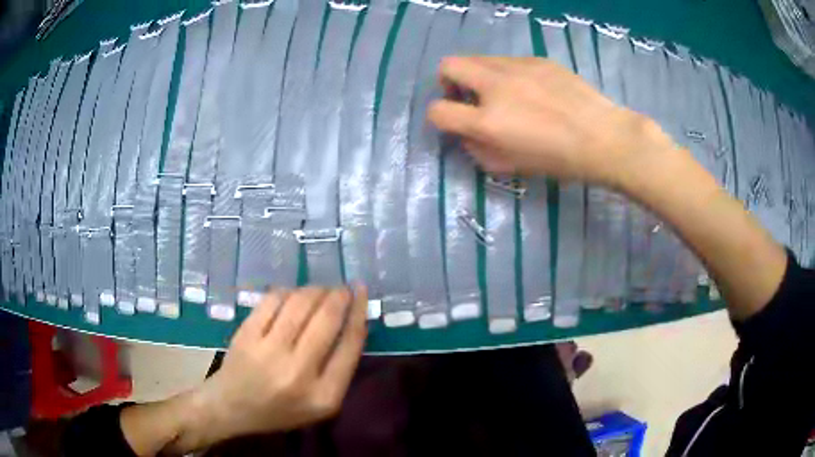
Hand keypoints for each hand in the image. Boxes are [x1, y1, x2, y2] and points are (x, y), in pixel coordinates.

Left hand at [185, 286, 367, 444]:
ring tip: (321, 289)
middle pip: (327, 320)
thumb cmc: (281, 410)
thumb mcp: (320, 404)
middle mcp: (298, 373)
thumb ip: (339, 369)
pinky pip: (273, 300)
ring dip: (315, 290)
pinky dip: (288, 291)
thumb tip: (352, 322)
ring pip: (300, 304)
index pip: (350, 345)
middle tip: (343, 288)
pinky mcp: (246, 335)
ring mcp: (268, 352)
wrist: (231, 407)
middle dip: (339, 296)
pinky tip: (293, 294)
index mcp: (324, 395)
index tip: (362, 294)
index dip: (359, 312)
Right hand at [427, 56, 672, 186]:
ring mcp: (518, 67)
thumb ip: (479, 150)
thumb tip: (467, 132)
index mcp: (489, 121)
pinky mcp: (537, 59)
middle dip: (448, 81)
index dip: (438, 116)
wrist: (603, 138)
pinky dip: (507, 74)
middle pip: (448, 65)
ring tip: (504, 94)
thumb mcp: (511, 166)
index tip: (453, 120)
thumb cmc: (558, 160)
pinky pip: (509, 61)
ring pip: (479, 58)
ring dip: (479, 76)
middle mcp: (496, 85)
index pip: (438, 110)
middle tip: (468, 97)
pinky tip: (532, 90)